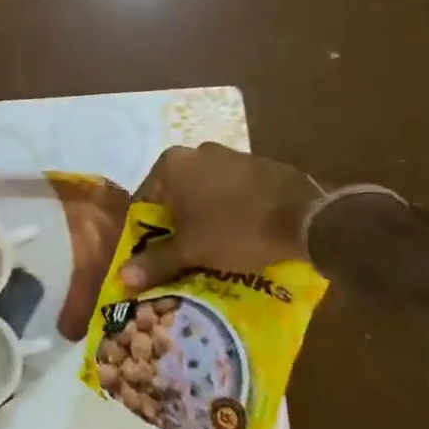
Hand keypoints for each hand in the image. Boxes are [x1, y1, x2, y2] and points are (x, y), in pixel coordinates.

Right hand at [119, 143, 324, 290]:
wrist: (307, 219)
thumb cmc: (236, 229)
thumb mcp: (191, 250)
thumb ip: (155, 262)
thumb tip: (122, 277)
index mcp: (172, 164)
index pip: (144, 201)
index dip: (145, 233)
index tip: (153, 258)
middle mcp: (196, 152)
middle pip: (174, 196)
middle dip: (175, 226)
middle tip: (181, 257)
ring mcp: (231, 155)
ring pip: (203, 194)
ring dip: (202, 219)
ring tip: (211, 252)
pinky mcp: (259, 166)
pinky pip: (231, 192)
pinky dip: (228, 212)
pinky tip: (239, 237)